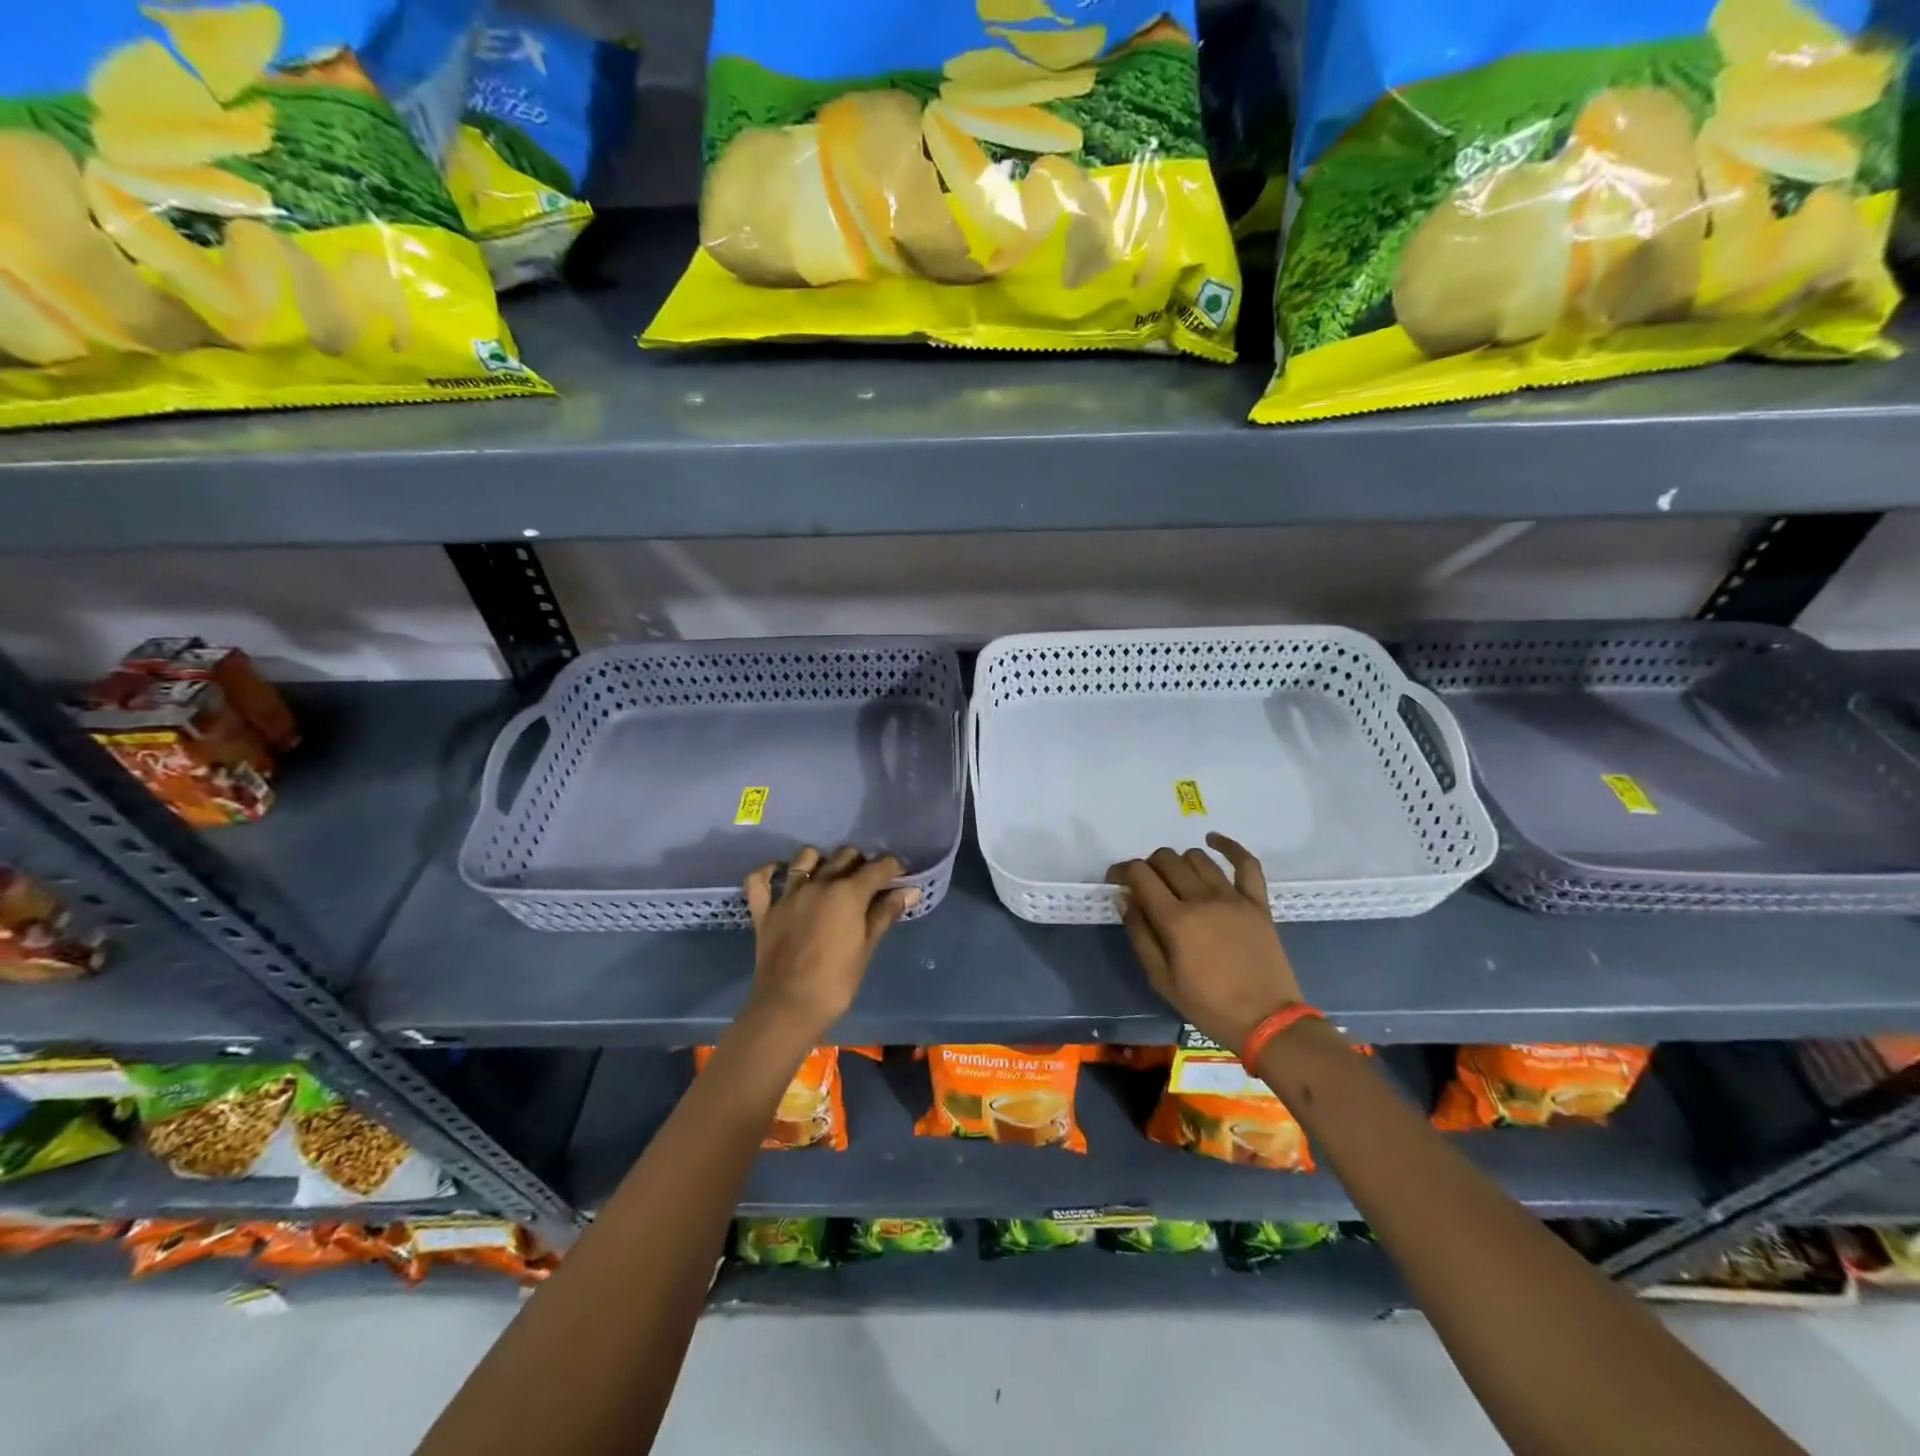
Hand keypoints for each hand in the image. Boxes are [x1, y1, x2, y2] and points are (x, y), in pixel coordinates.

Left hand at [741, 846, 917, 1043]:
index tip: (900, 876)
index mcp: (848, 893)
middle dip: (861, 863)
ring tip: (830, 876)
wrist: (788, 1008)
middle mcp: (819, 884)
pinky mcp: (764, 909)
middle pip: (844, 856)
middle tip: (868, 882)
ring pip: (806, 857)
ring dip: (822, 860)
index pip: (878, 867)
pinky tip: (781, 873)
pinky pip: (760, 879)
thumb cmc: (836, 982)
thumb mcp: (866, 947)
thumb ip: (885, 914)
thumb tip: (910, 891)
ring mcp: (788, 894)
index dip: (893, 868)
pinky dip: (771, 872)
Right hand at [1108, 833, 1302, 1052]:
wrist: (1267, 1022)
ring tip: (1176, 878)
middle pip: (1166, 860)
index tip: (1116, 880)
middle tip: (1146, 885)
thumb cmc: (1208, 1005)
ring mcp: (1233, 897)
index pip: (1140, 874)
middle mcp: (1202, 899)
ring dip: (1179, 862)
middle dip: (1148, 866)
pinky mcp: (1257, 902)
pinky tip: (1213, 840)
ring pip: (1197, 858)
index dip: (1122, 870)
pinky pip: (1246, 863)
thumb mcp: (1161, 979)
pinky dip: (1228, 846)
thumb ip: (1139, 934)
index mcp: (1175, 920)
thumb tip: (1124, 898)